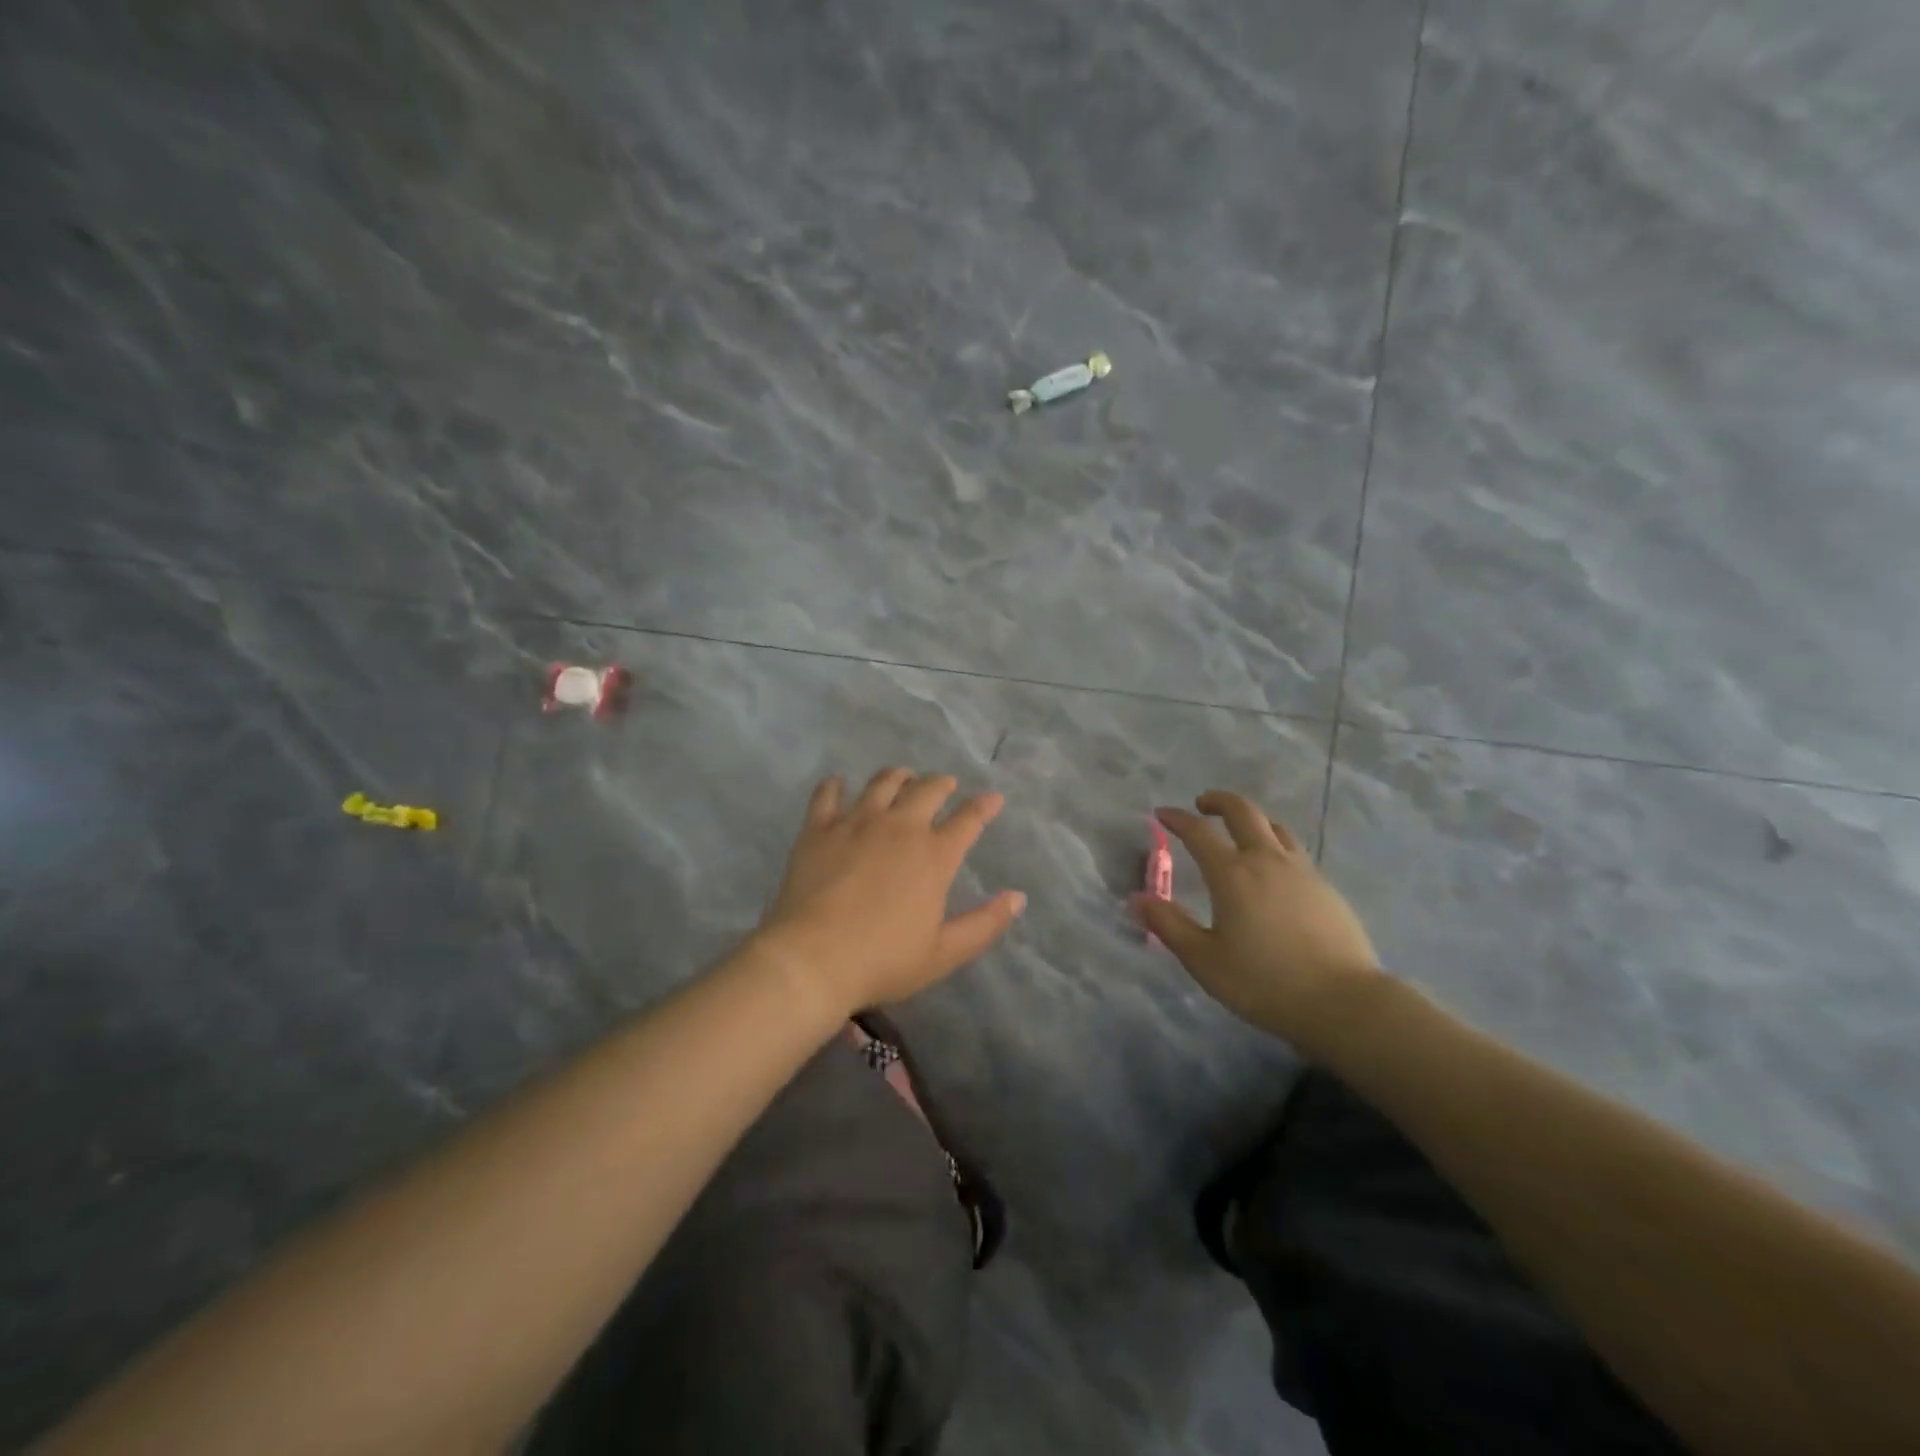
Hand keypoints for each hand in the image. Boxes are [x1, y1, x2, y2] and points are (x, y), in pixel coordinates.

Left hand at [757, 767, 1025, 1014]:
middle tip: (945, 784)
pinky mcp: (819, 828)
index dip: (984, 806)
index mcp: (934, 856)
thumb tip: (1017, 897)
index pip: (968, 820)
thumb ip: (985, 923)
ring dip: (898, 777)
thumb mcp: (944, 952)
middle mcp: (900, 827)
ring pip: (883, 783)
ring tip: (902, 778)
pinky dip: (835, 785)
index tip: (993, 798)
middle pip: (927, 790)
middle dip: (941, 783)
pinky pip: (828, 794)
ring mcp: (856, 822)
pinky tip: (838, 784)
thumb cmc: (883, 960)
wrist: (812, 959)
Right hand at [1135, 791, 1382, 1044]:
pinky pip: (1294, 852)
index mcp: (1232, 874)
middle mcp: (1266, 861)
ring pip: (1275, 828)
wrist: (1344, 1002)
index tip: (1162, 814)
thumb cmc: (1264, 983)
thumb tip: (1138, 898)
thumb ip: (1169, 925)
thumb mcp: (1205, 960)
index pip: (1198, 832)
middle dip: (1219, 802)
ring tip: (1239, 832)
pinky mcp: (1326, 888)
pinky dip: (1275, 845)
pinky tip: (1273, 871)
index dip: (1177, 819)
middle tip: (1202, 805)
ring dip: (1251, 820)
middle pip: (1243, 812)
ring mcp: (1302, 871)